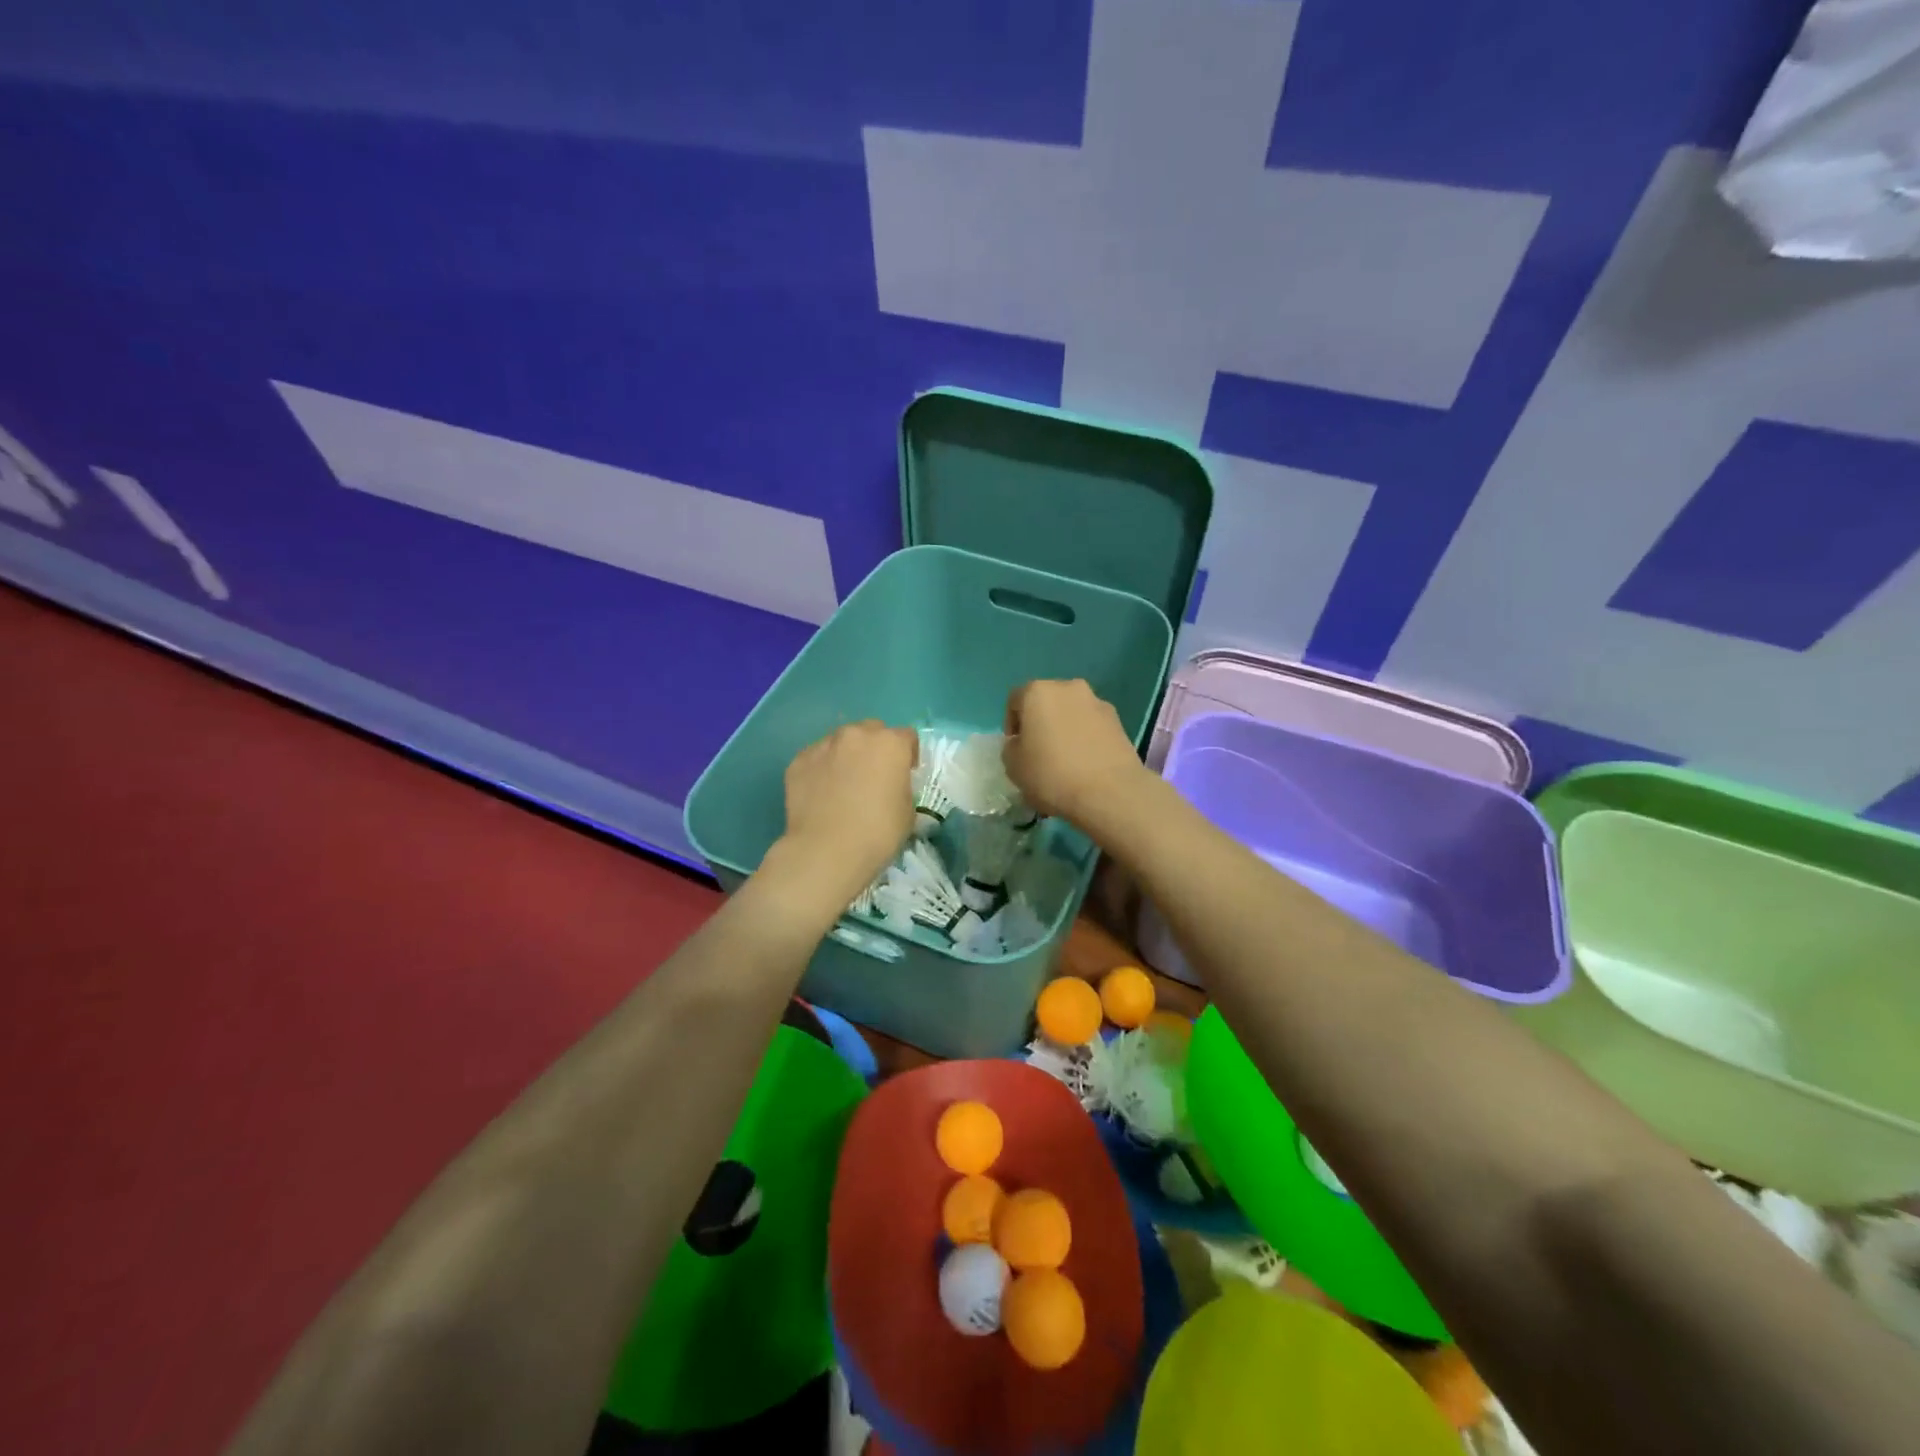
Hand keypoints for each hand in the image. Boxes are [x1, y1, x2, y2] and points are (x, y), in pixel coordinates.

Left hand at [774, 720, 917, 910]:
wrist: (826, 851)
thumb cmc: (878, 833)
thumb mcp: (908, 811)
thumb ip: (902, 786)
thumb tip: (891, 785)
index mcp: (890, 744)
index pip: (907, 737)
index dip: (908, 756)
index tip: (905, 775)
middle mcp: (856, 735)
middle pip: (872, 731)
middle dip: (876, 749)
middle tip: (873, 778)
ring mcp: (824, 745)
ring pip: (841, 742)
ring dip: (847, 756)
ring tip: (843, 786)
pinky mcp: (798, 761)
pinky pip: (817, 759)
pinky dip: (822, 770)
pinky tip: (821, 795)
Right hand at [1003, 679, 1145, 822]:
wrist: (1109, 792)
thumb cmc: (1052, 774)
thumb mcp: (1013, 766)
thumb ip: (1011, 748)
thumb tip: (1022, 743)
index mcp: (1038, 691)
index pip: (1015, 701)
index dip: (1012, 725)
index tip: (1015, 749)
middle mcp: (1069, 688)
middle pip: (1047, 702)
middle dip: (1041, 723)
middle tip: (1039, 752)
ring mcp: (1097, 703)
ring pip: (1072, 713)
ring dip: (1065, 729)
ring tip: (1065, 761)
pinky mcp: (1119, 722)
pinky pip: (1093, 726)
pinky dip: (1086, 739)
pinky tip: (1086, 765)